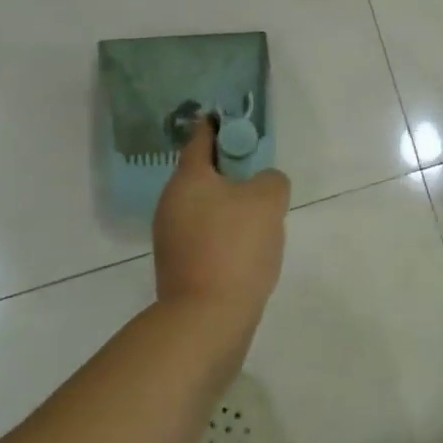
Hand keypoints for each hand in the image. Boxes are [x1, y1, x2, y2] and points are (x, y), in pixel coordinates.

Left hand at [151, 118, 289, 339]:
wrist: (207, 320)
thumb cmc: (235, 247)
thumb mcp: (268, 199)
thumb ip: (271, 179)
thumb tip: (262, 185)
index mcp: (188, 179)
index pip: (201, 138)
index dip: (221, 125)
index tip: (240, 122)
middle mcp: (171, 203)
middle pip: (204, 173)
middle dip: (232, 170)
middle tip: (263, 175)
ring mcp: (171, 237)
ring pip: (205, 206)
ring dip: (230, 204)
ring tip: (262, 215)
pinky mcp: (179, 266)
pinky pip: (205, 234)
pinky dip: (225, 232)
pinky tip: (248, 246)